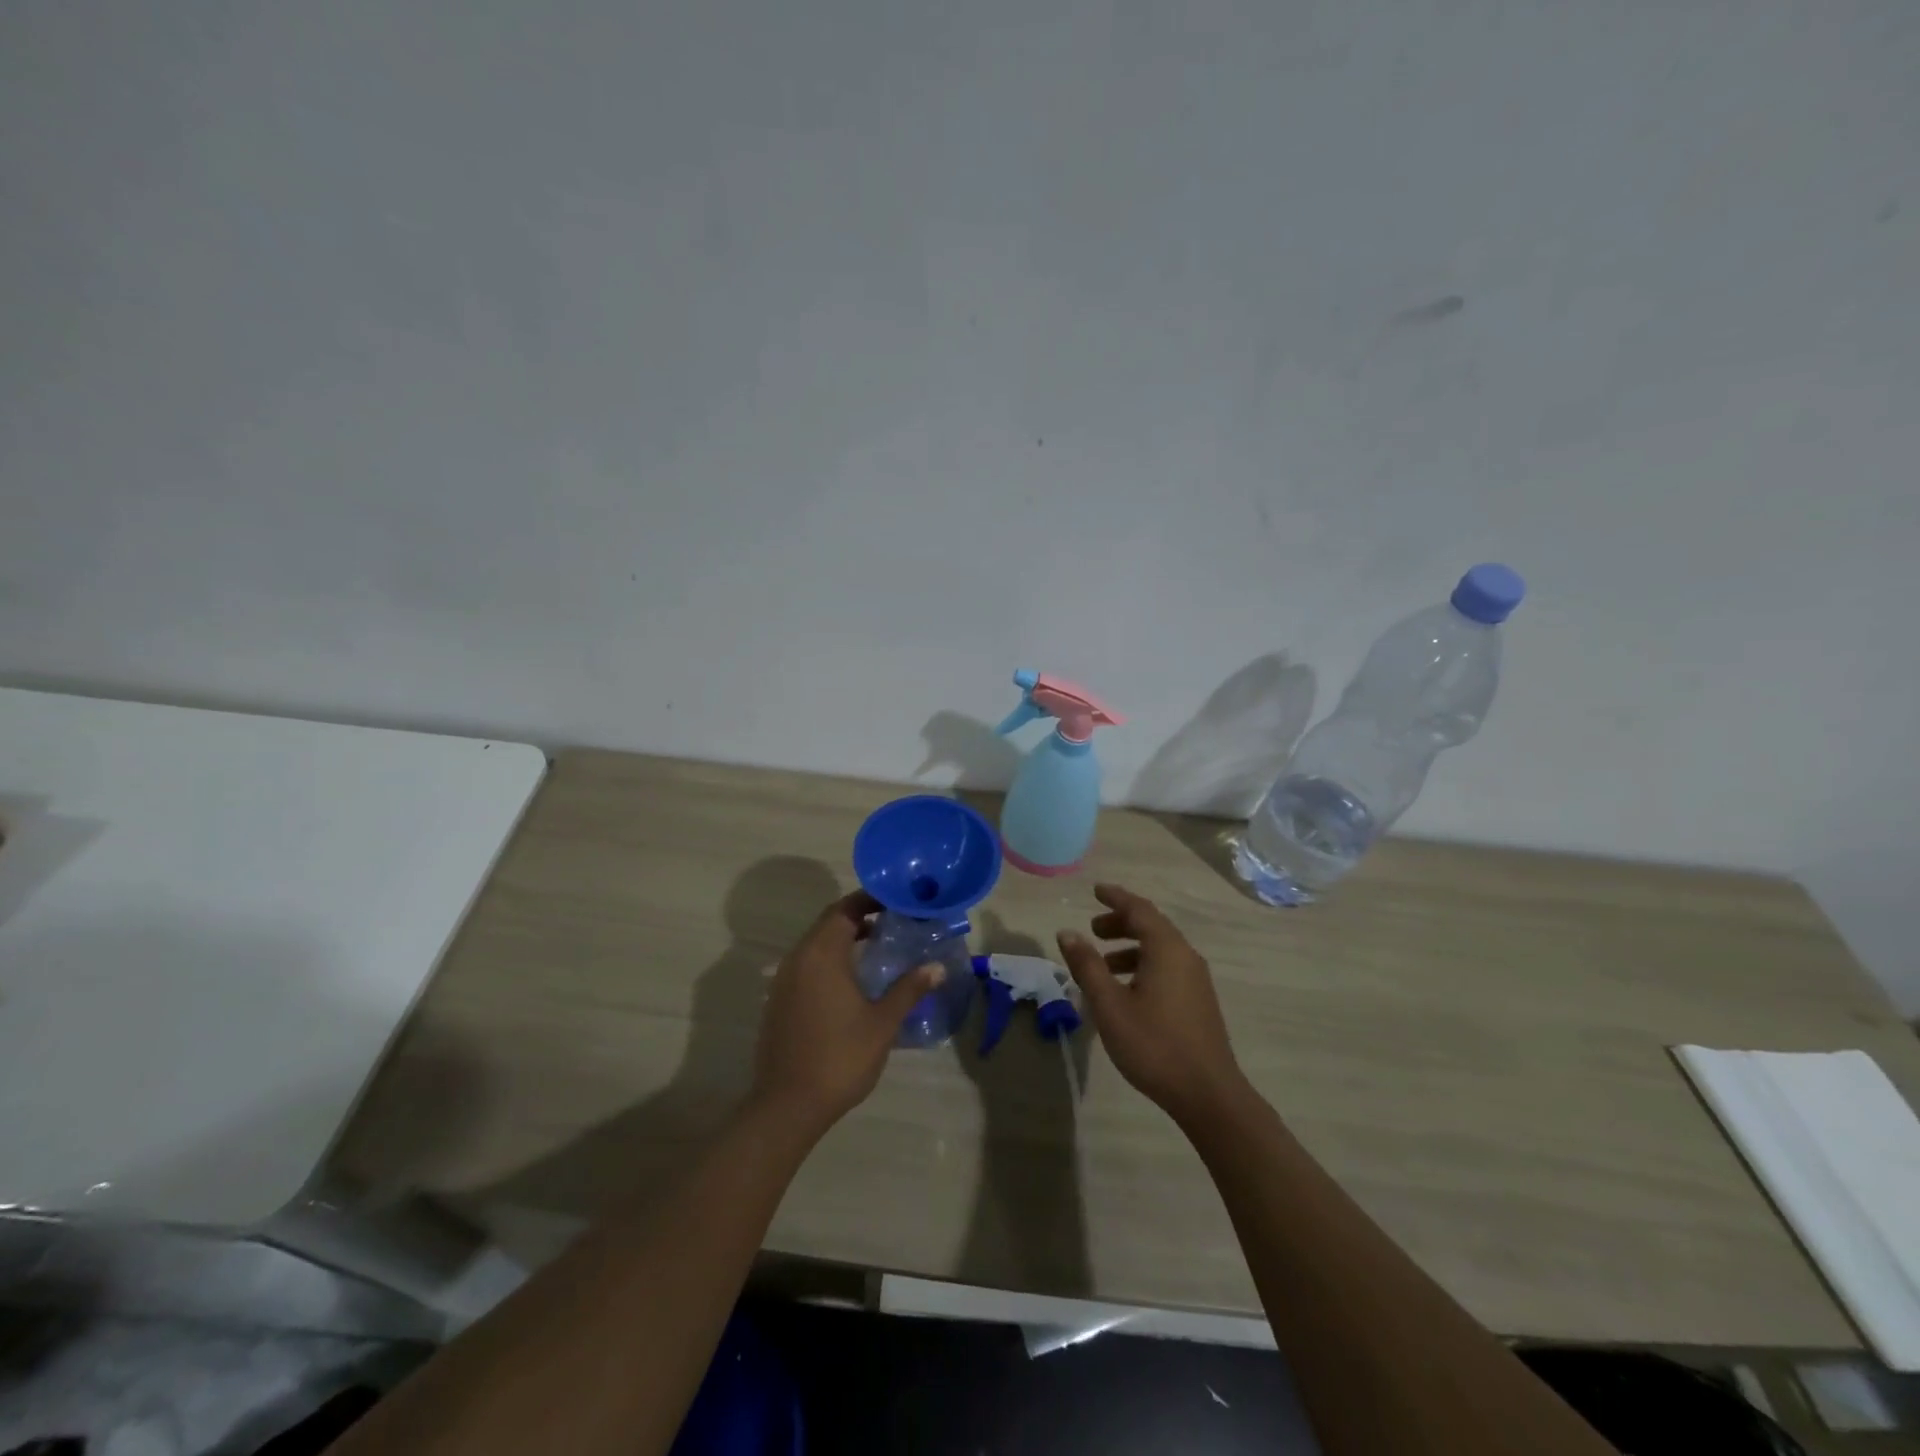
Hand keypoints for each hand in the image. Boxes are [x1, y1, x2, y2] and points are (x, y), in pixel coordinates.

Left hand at [752, 891, 943, 1137]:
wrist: (788, 1105)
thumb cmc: (840, 1056)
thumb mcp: (883, 1022)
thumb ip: (909, 989)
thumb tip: (937, 967)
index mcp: (821, 954)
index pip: (844, 909)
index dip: (870, 899)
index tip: (897, 900)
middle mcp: (798, 958)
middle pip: (829, 923)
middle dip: (860, 916)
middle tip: (894, 920)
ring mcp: (783, 980)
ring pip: (816, 945)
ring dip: (845, 939)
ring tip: (879, 946)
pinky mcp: (779, 1001)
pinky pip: (807, 965)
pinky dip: (830, 960)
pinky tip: (853, 980)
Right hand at [1056, 883, 1249, 1125]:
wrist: (1208, 1094)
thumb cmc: (1154, 1045)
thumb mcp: (1110, 1005)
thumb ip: (1087, 966)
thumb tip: (1067, 932)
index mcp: (1166, 950)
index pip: (1139, 909)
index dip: (1115, 897)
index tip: (1095, 890)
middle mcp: (1185, 956)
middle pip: (1151, 926)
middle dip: (1120, 923)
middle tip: (1093, 930)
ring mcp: (1196, 980)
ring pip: (1160, 949)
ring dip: (1130, 948)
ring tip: (1102, 965)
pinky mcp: (1199, 1001)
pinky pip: (1167, 967)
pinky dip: (1143, 965)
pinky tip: (1126, 991)